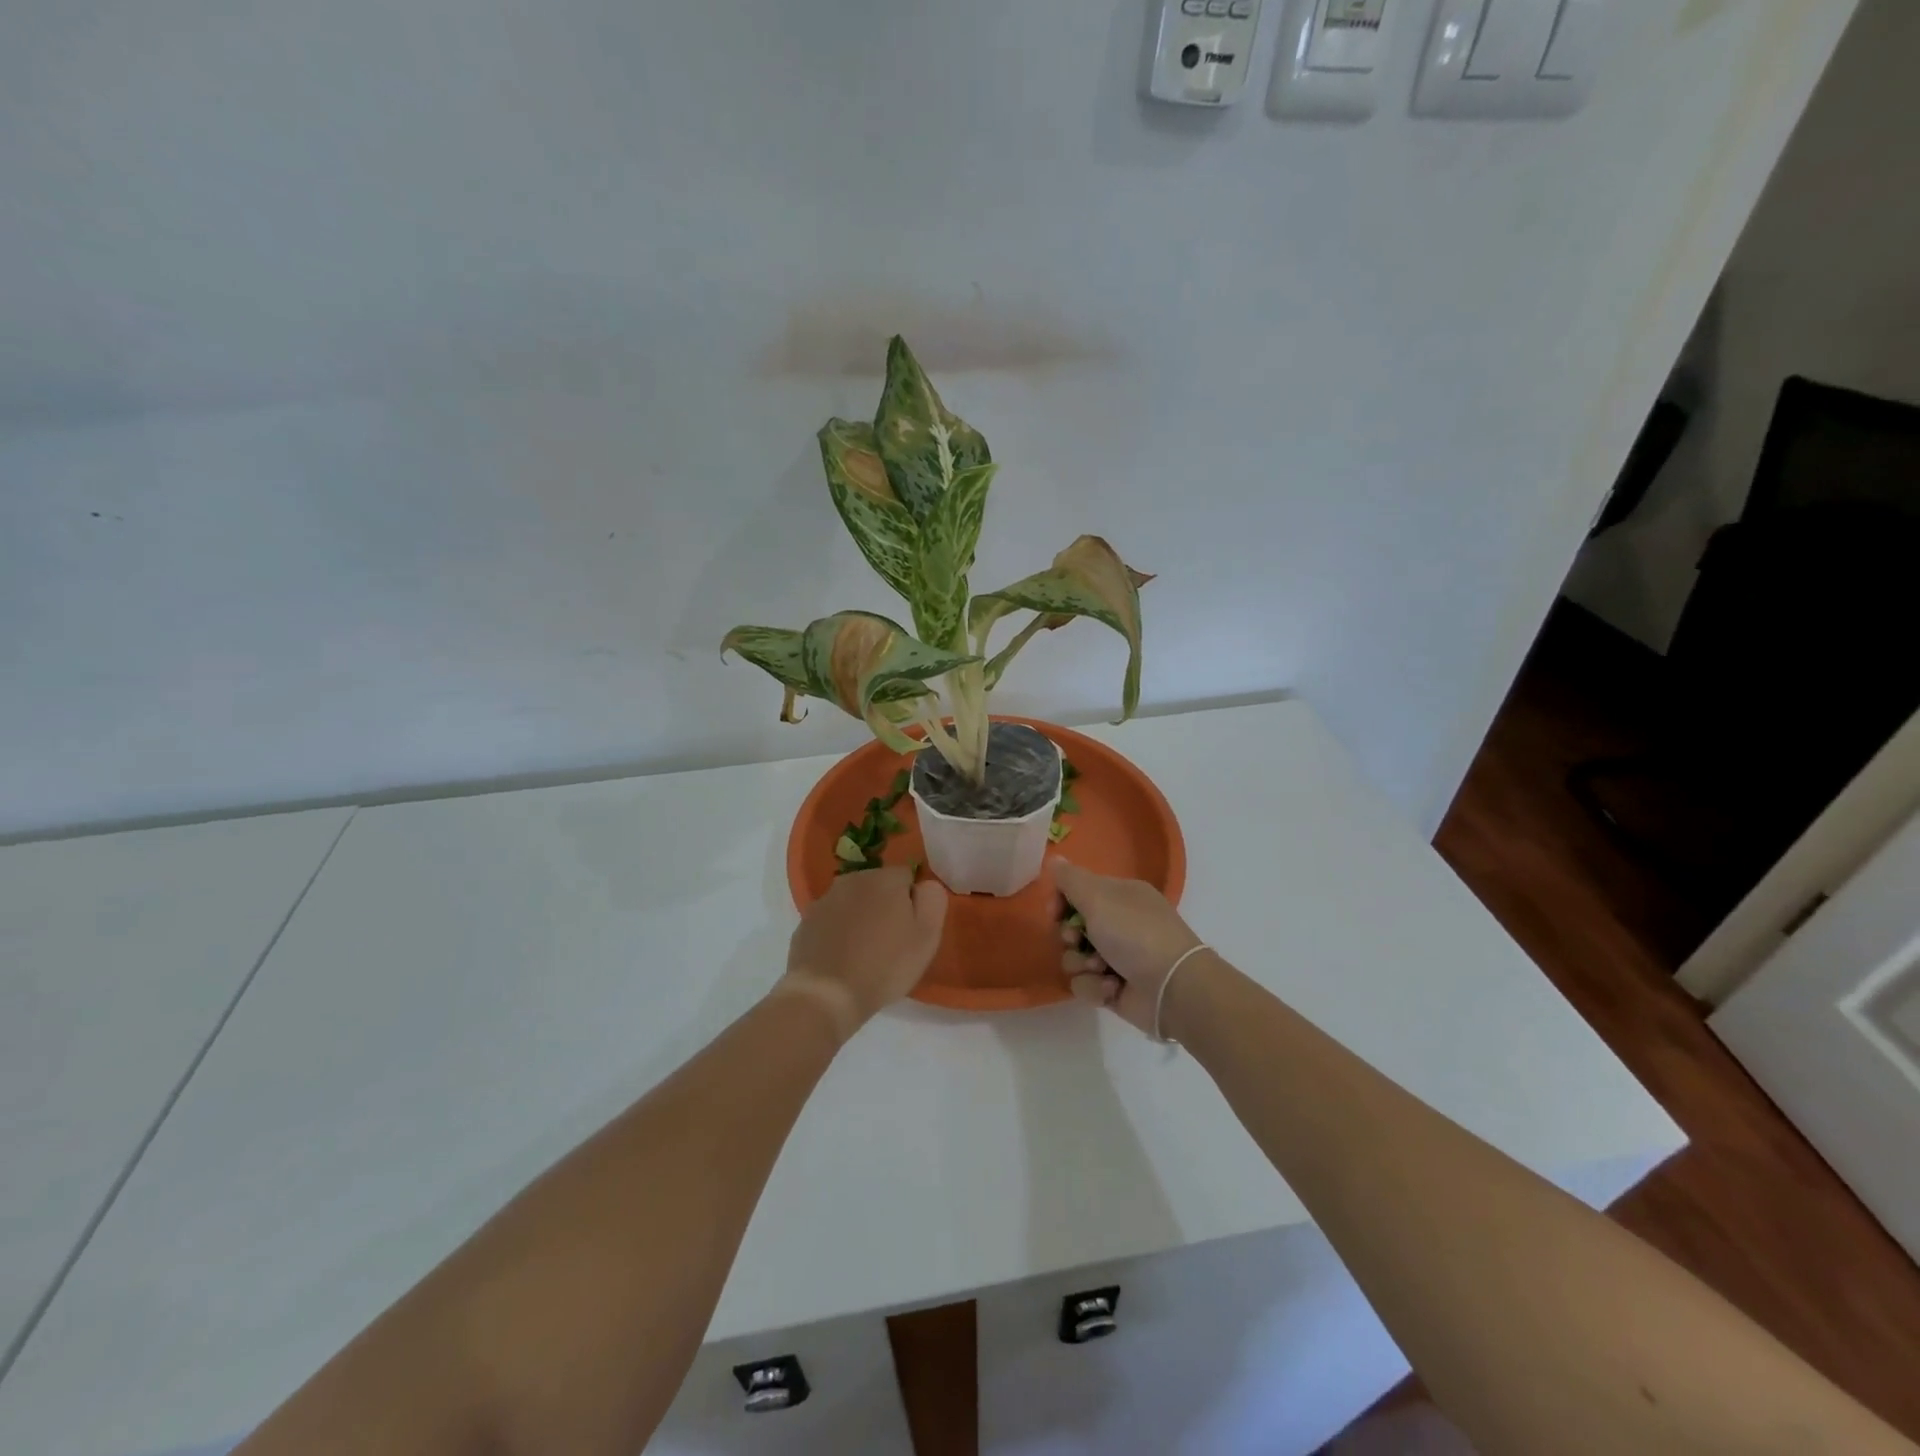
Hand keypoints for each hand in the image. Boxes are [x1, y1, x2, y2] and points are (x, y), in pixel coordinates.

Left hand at [780, 867, 948, 1038]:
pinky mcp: (805, 923)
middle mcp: (852, 880)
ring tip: (864, 953)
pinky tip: (841, 959)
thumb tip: (924, 885)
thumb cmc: (884, 966)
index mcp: (885, 879)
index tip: (911, 929)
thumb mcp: (926, 936)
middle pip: (877, 886)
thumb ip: (932, 900)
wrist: (826, 995)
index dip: (913, 902)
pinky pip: (831, 921)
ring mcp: (824, 900)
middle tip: (890, 942)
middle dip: (885, 906)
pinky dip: (838, 933)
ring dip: (861, 918)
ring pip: (852, 903)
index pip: (907, 877)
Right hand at [1052, 860, 1204, 1038]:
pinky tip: (1113, 987)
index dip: (1061, 901)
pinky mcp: (1114, 988)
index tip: (1054, 912)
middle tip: (1077, 940)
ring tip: (1101, 968)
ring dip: (1082, 964)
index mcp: (1120, 896)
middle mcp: (1118, 923)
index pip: (1078, 891)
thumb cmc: (1135, 933)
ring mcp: (1116, 957)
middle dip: (1070, 936)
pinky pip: (1086, 984)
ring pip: (1074, 958)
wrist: (1172, 988)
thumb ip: (1070, 878)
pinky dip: (1096, 986)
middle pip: (1072, 927)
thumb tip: (1054, 858)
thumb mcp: (1098, 897)